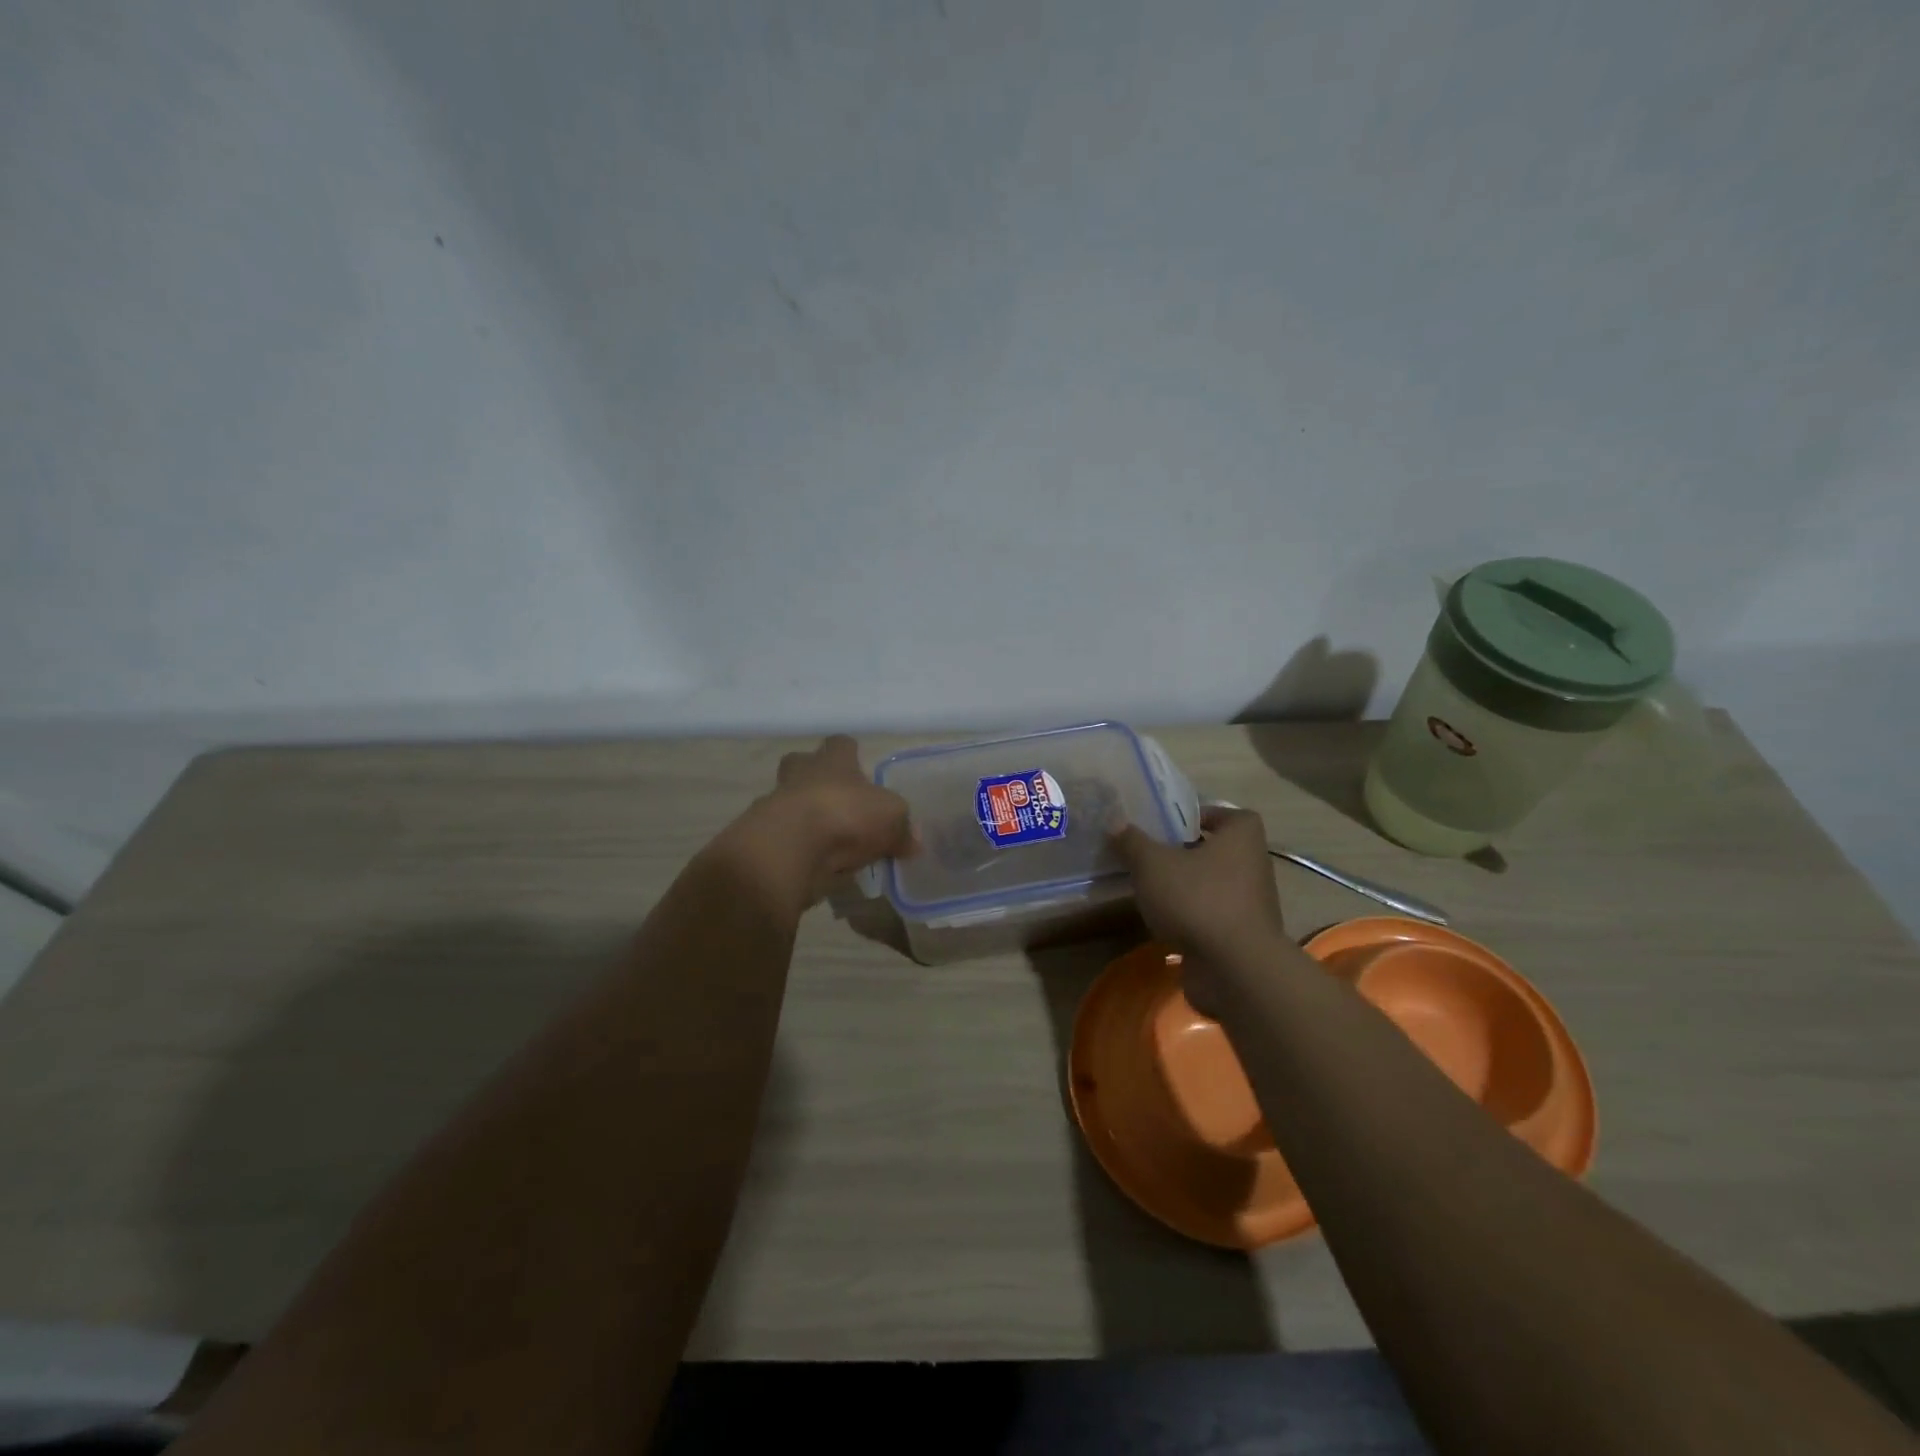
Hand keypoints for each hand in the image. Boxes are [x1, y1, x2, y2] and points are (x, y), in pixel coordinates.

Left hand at [722, 736, 913, 908]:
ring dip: (809, 819)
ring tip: (836, 845)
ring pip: (792, 804)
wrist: (789, 849)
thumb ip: (902, 828)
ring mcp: (778, 806)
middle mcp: (801, 776)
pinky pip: (789, 840)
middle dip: (816, 779)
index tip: (860, 767)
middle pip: (802, 765)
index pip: (840, 744)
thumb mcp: (891, 818)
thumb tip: (913, 842)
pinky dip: (803, 852)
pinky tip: (822, 868)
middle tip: (838, 801)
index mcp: (832, 761)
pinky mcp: (766, 840)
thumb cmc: (845, 815)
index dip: (850, 753)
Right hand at [1111, 805, 1286, 1014]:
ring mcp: (1251, 906)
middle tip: (1153, 854)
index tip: (1174, 825)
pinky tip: (1164, 922)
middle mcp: (1254, 867)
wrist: (1234, 969)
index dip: (1205, 816)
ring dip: (1188, 887)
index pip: (1232, 816)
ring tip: (1153, 889)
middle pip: (1220, 851)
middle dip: (1188, 853)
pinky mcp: (1242, 938)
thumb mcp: (1152, 864)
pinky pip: (1213, 916)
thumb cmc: (1197, 899)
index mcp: (1242, 839)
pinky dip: (1193, 917)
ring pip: (1215, 886)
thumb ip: (1132, 841)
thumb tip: (1116, 822)